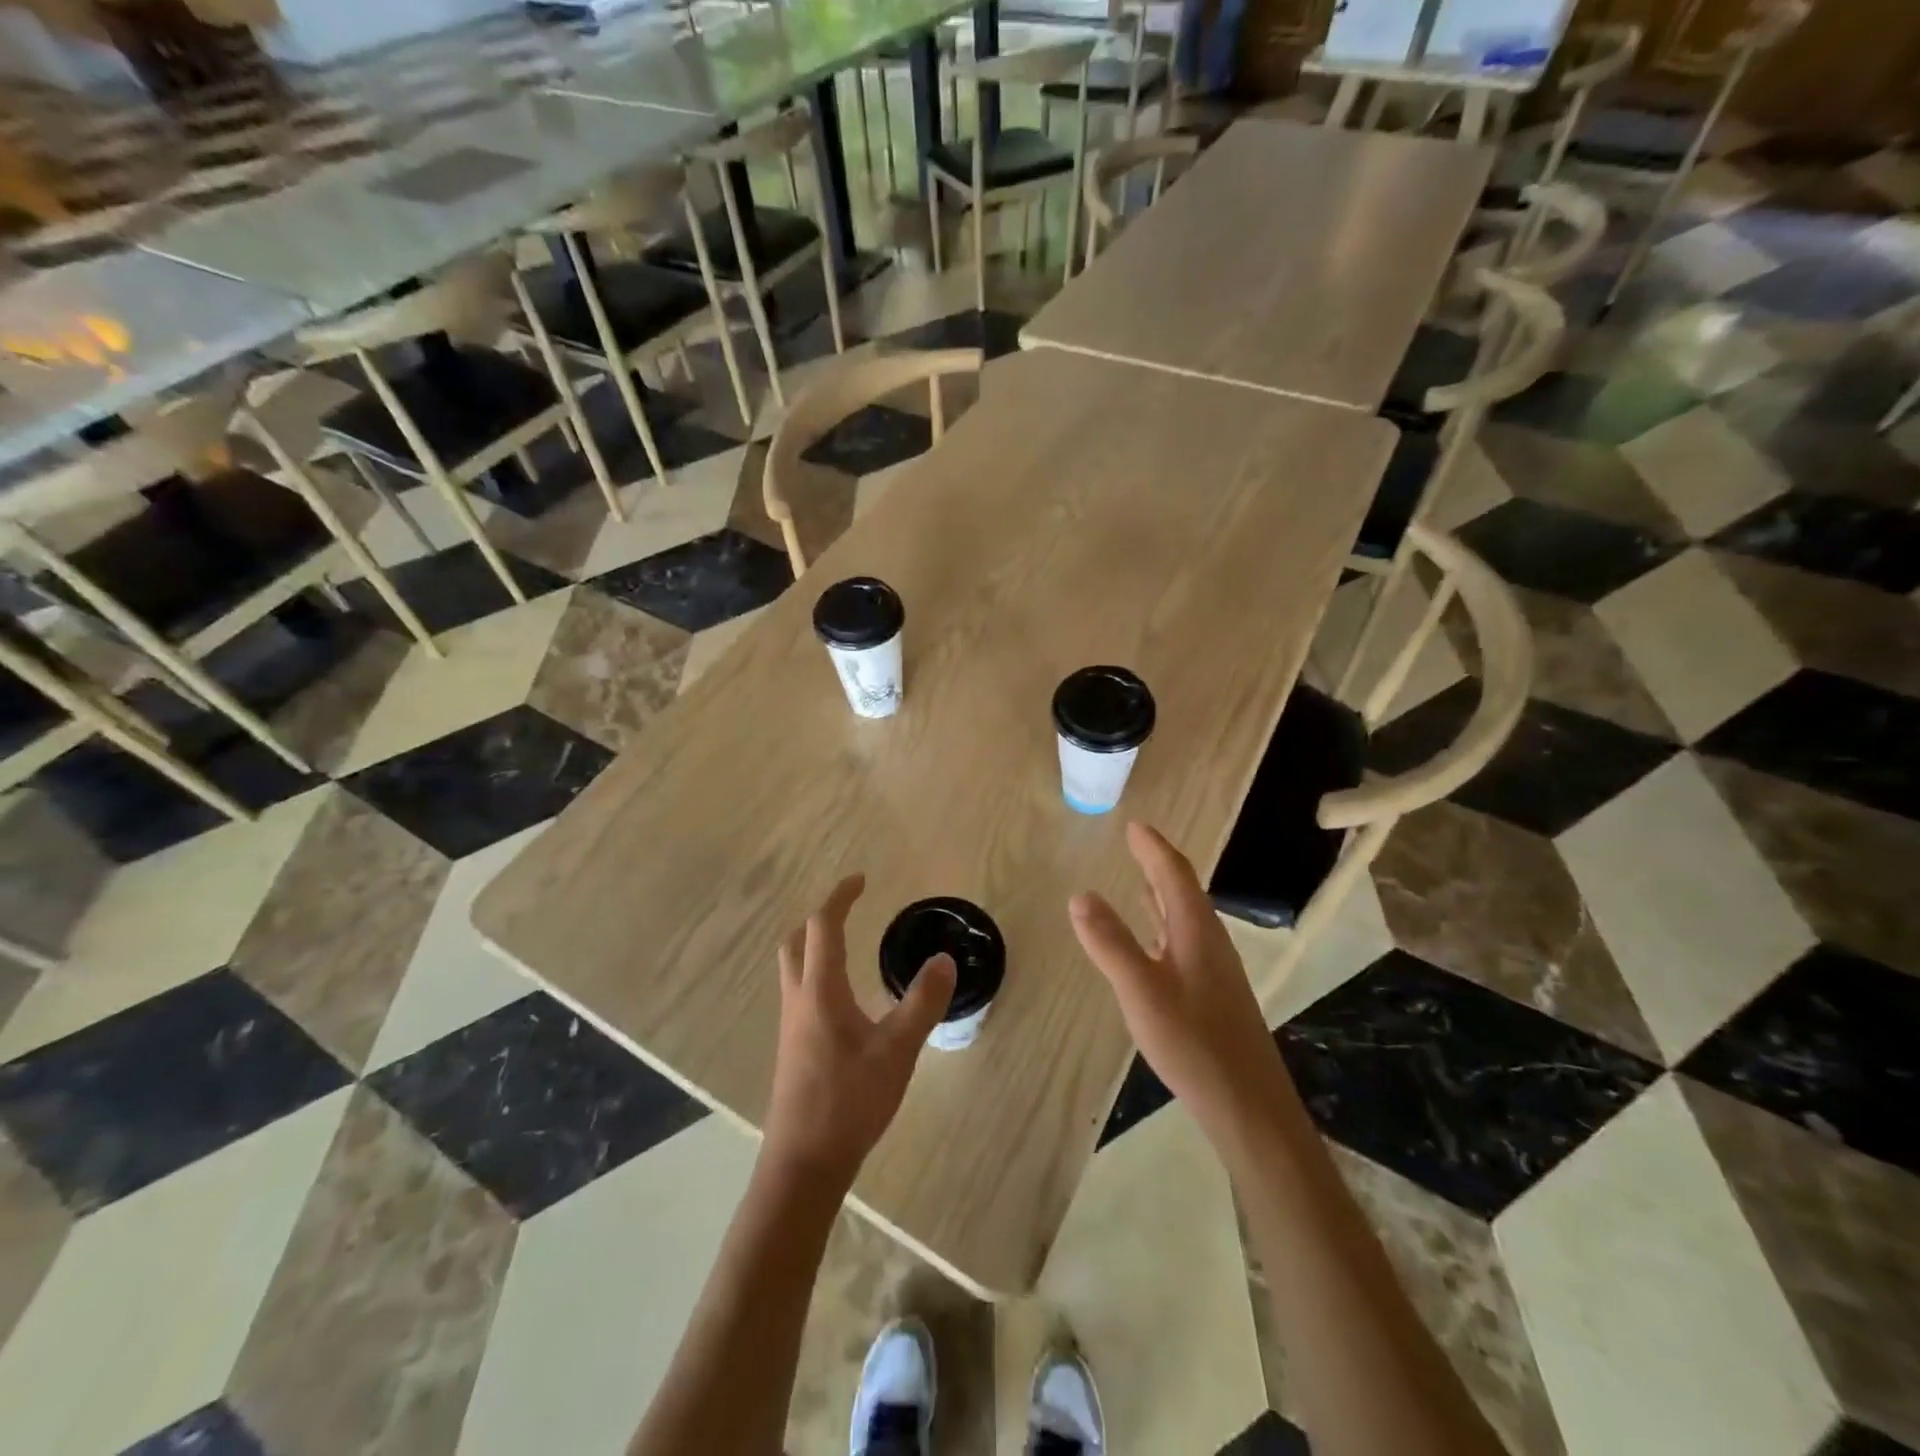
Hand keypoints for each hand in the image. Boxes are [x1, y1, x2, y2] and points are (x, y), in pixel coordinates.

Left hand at [762, 874, 956, 1188]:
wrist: (803, 1164)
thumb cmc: (849, 1101)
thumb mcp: (897, 1051)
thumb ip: (922, 1003)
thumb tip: (944, 960)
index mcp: (820, 990)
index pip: (823, 927)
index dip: (840, 898)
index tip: (861, 880)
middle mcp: (799, 1000)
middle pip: (796, 942)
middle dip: (820, 919)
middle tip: (849, 911)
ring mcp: (791, 1026)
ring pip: (794, 969)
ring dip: (814, 946)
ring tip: (848, 946)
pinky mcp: (793, 1049)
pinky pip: (800, 993)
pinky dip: (817, 975)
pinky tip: (845, 1001)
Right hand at [1070, 822, 1289, 1136]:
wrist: (1248, 1105)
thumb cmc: (1193, 1043)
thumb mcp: (1141, 990)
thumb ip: (1110, 942)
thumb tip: (1081, 894)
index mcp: (1195, 931)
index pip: (1174, 875)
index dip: (1153, 848)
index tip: (1135, 826)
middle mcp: (1210, 942)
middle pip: (1184, 891)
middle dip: (1159, 864)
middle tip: (1136, 844)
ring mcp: (1215, 970)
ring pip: (1186, 918)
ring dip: (1164, 894)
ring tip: (1141, 880)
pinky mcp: (1214, 994)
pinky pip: (1185, 941)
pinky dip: (1165, 925)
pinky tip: (1153, 943)